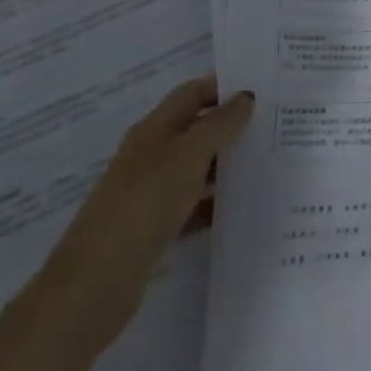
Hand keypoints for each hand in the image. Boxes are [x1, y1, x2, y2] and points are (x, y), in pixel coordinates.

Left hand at [41, 76, 255, 350]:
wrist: (96, 283)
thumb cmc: (144, 203)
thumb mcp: (188, 154)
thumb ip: (219, 123)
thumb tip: (246, 96)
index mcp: (154, 129)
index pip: (192, 93)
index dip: (223, 87)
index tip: (263, 90)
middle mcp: (151, 155)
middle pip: (196, 129)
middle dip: (231, 126)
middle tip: (274, 126)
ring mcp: (151, 193)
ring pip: (197, 168)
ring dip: (227, 165)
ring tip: (269, 164)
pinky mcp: (155, 228)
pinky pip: (193, 206)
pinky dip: (215, 203)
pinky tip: (243, 208)